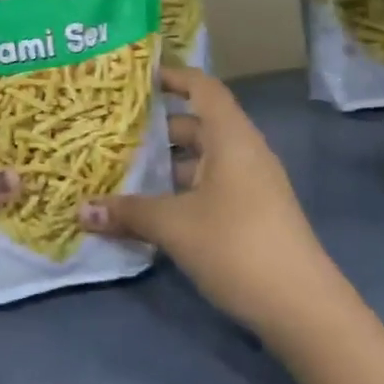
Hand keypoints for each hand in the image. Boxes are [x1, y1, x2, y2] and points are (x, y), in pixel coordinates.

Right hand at [78, 67, 342, 334]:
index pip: (202, 87)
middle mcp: (244, 150)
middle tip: (117, 131)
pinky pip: (213, 184)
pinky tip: (156, 209)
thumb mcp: (175, 226)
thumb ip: (129, 213)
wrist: (302, 306)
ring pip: (204, 159)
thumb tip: (81, 210)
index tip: (138, 78)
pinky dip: (184, 188)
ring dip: (170, 164)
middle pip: (199, 124)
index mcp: (231, 135)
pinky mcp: (254, 212)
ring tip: (126, 170)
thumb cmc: (237, 245)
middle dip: (159, 128)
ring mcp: (252, 183)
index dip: (174, 77)